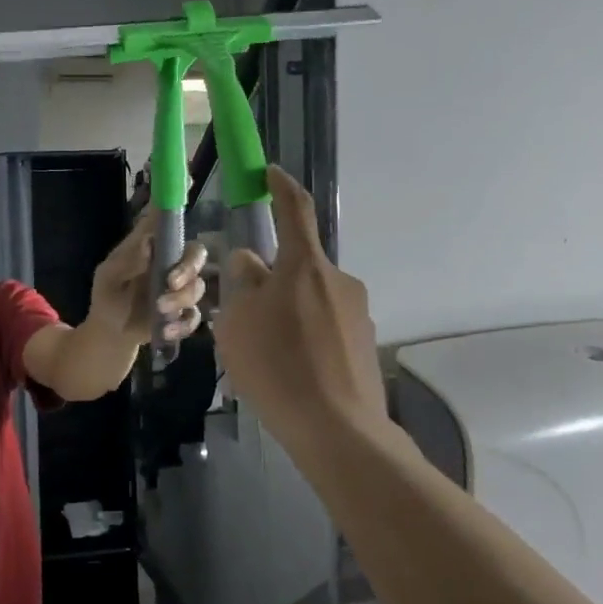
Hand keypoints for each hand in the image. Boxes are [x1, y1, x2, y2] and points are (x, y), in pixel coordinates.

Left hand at [88, 209, 209, 343]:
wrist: (111, 332)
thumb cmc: (107, 297)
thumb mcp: (108, 278)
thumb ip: (126, 262)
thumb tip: (149, 243)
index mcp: (151, 247)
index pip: (165, 219)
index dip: (175, 202)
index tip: (187, 181)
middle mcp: (170, 263)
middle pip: (196, 253)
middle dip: (189, 267)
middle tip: (171, 282)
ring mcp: (180, 288)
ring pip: (198, 286)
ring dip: (181, 298)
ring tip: (159, 310)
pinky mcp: (183, 312)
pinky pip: (195, 315)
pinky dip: (182, 323)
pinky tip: (165, 330)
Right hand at [214, 166, 386, 445]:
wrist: (338, 430)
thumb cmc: (277, 367)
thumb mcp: (237, 324)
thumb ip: (242, 285)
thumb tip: (251, 264)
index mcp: (304, 266)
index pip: (294, 210)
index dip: (281, 187)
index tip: (271, 173)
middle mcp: (338, 280)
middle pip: (297, 267)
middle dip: (271, 282)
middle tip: (244, 318)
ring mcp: (357, 313)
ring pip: (310, 300)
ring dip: (288, 314)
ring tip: (266, 356)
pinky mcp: (365, 343)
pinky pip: (326, 328)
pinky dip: (306, 339)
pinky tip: (292, 373)